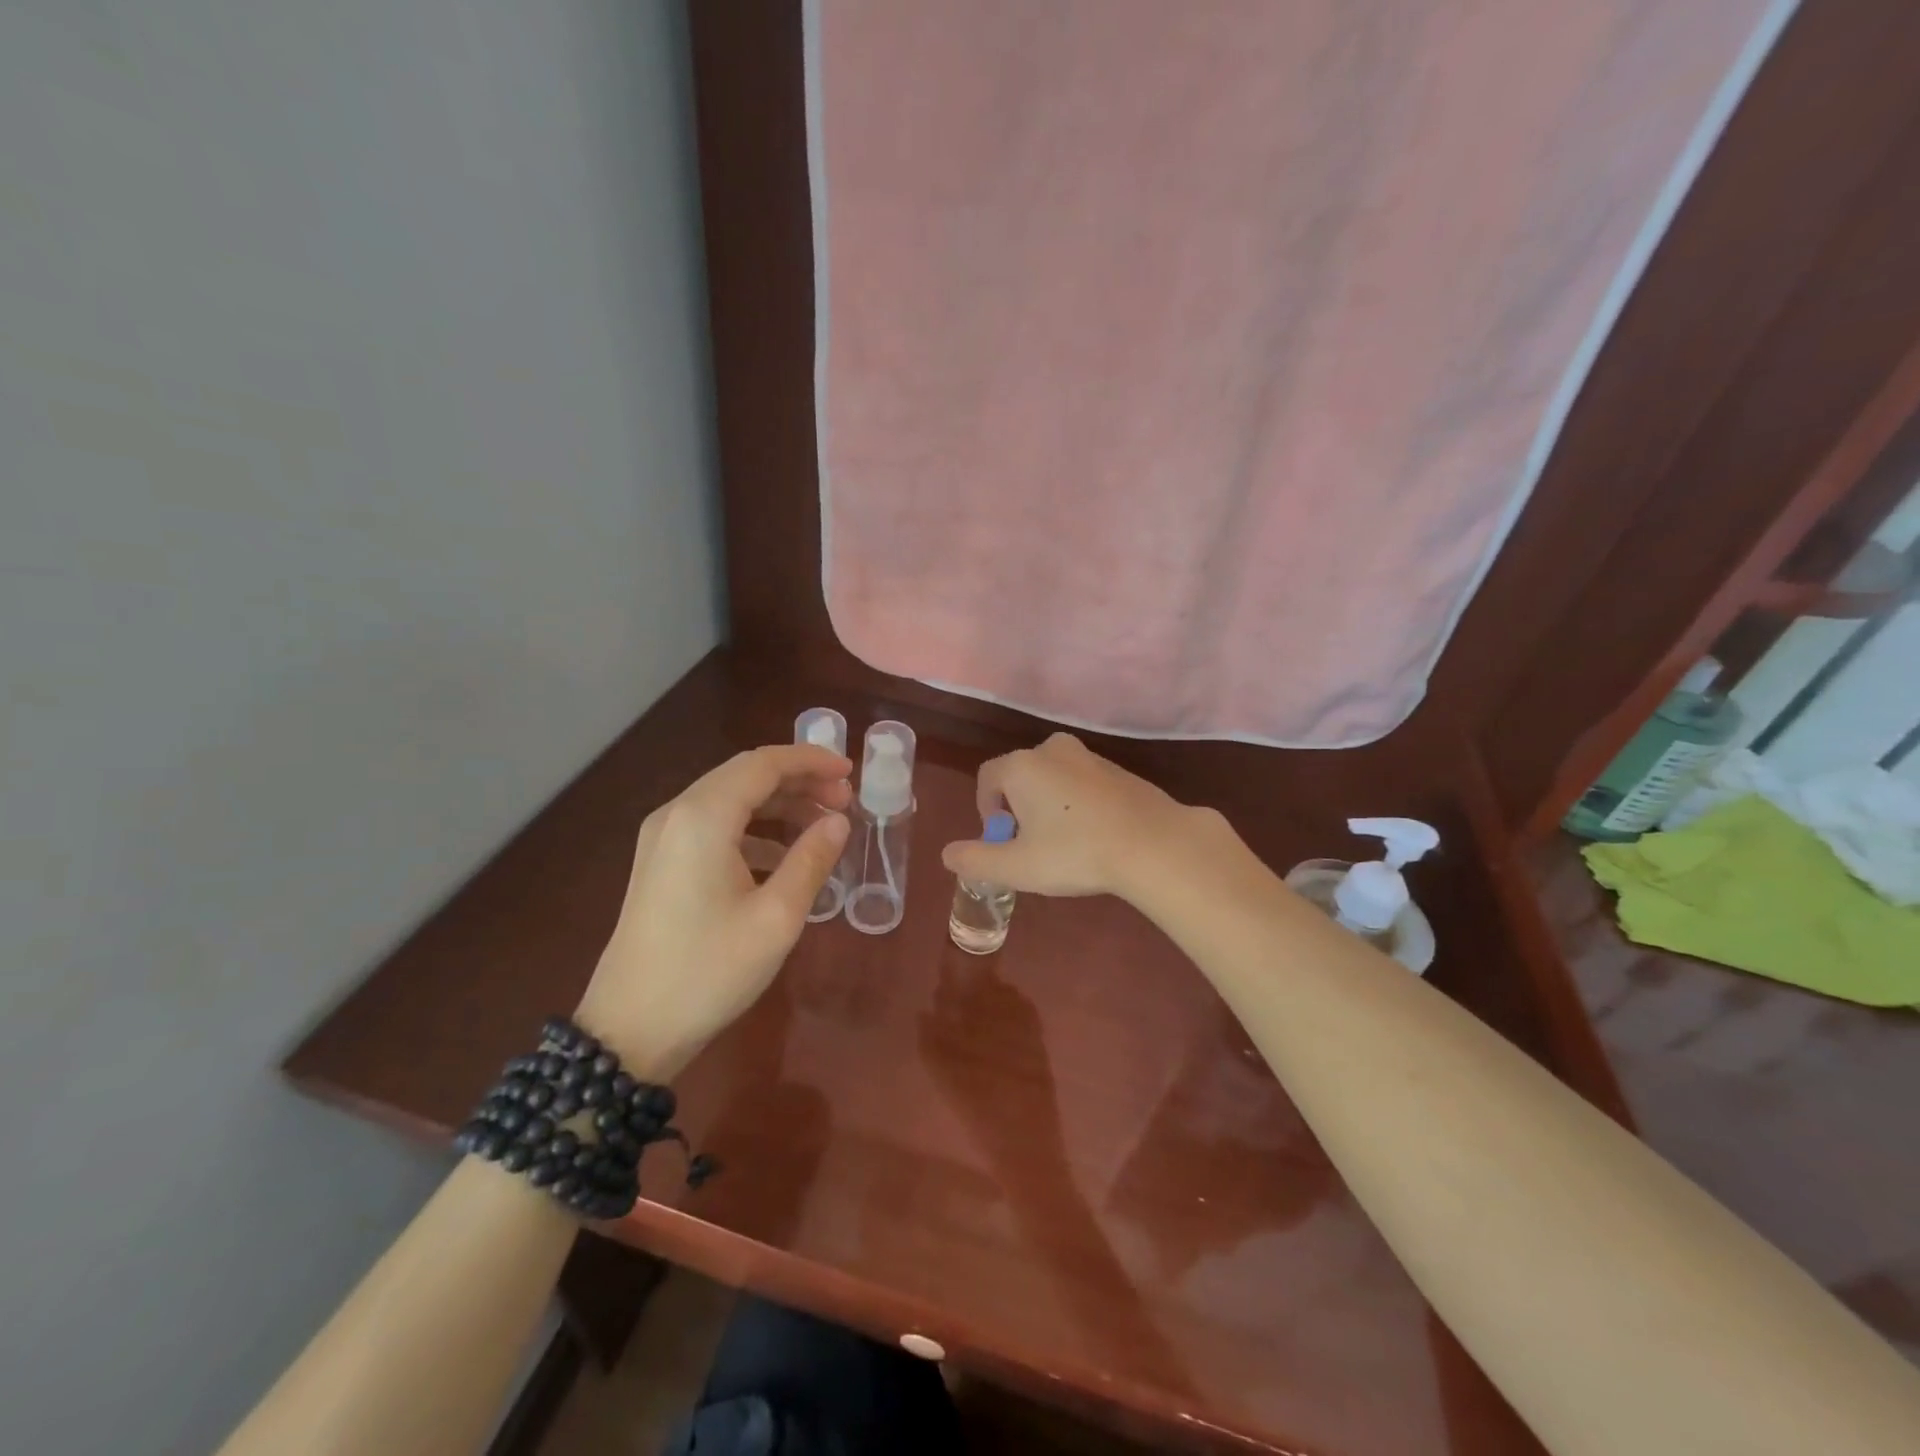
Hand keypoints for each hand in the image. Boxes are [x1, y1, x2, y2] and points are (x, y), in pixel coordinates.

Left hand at [574, 744, 851, 1077]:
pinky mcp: (660, 862)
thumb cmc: (709, 971)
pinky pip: (714, 825)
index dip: (811, 760)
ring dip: (778, 804)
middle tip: (844, 800)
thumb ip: (812, 859)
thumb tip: (839, 821)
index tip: (851, 772)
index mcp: (703, 817)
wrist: (630, 1029)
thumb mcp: (776, 917)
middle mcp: (677, 814)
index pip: (764, 764)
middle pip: (745, 775)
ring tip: (823, 824)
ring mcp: (662, 838)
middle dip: (799, 780)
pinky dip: (754, 828)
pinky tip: (784, 857)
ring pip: (730, 799)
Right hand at [939, 732, 1210, 900]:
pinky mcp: (1119, 770)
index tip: (1001, 839)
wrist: (1153, 843)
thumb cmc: (1075, 852)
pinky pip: (1083, 783)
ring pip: (1054, 778)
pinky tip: (1094, 835)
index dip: (986, 809)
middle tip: (1030, 844)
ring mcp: (1090, 757)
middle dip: (1018, 807)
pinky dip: (1078, 803)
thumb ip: (976, 860)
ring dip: (1049, 804)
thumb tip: (947, 855)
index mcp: (1022, 766)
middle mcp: (1053, 750)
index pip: (987, 778)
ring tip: (1063, 843)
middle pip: (1021, 775)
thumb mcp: (1017, 867)